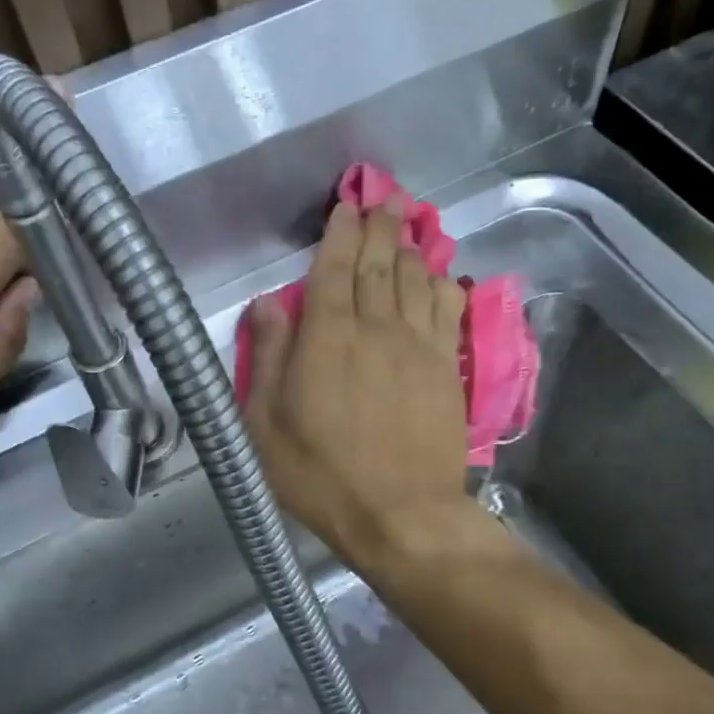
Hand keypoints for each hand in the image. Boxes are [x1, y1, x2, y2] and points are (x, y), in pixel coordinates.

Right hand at [244, 203, 469, 574]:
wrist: (401, 514)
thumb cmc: (321, 474)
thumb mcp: (266, 424)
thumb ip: (268, 356)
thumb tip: (266, 303)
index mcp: (328, 336)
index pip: (334, 268)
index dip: (340, 233)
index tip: (346, 206)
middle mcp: (376, 327)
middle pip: (380, 264)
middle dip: (380, 227)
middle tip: (383, 199)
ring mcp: (418, 345)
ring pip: (416, 280)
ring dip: (410, 248)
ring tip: (409, 225)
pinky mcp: (447, 368)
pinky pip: (448, 311)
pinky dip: (442, 284)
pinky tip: (440, 275)